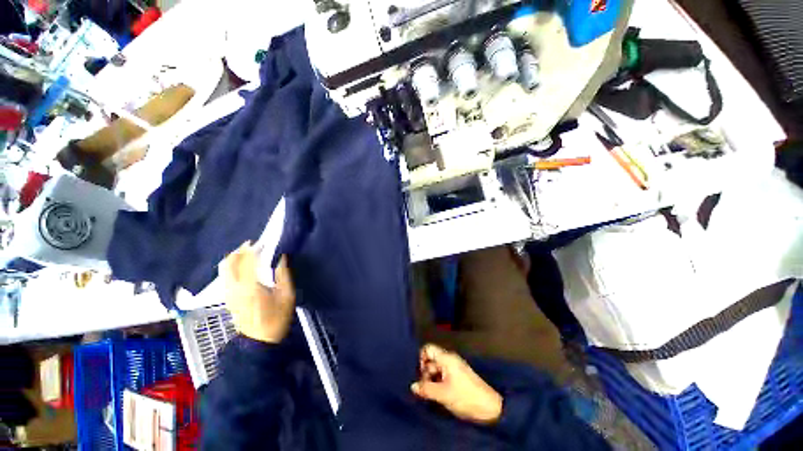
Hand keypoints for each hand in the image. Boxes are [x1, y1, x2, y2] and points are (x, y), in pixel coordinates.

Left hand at [220, 242, 294, 343]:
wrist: (259, 341)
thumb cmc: (276, 318)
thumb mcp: (287, 296)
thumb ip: (284, 275)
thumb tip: (282, 257)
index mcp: (251, 287)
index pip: (247, 261)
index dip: (253, 249)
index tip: (261, 242)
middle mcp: (235, 288)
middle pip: (229, 263)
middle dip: (239, 251)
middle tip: (252, 245)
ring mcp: (229, 293)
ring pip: (224, 269)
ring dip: (234, 258)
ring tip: (248, 254)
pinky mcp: (228, 298)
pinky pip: (225, 276)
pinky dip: (232, 267)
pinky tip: (243, 267)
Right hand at [411, 344, 502, 424]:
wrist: (489, 408)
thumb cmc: (465, 397)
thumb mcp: (443, 394)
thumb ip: (426, 388)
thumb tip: (413, 386)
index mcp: (446, 358)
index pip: (428, 348)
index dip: (421, 359)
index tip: (420, 375)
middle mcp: (449, 359)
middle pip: (431, 359)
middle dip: (425, 372)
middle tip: (425, 389)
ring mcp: (454, 367)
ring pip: (436, 368)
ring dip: (431, 380)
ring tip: (431, 394)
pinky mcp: (458, 376)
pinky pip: (442, 375)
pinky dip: (438, 382)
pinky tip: (438, 395)